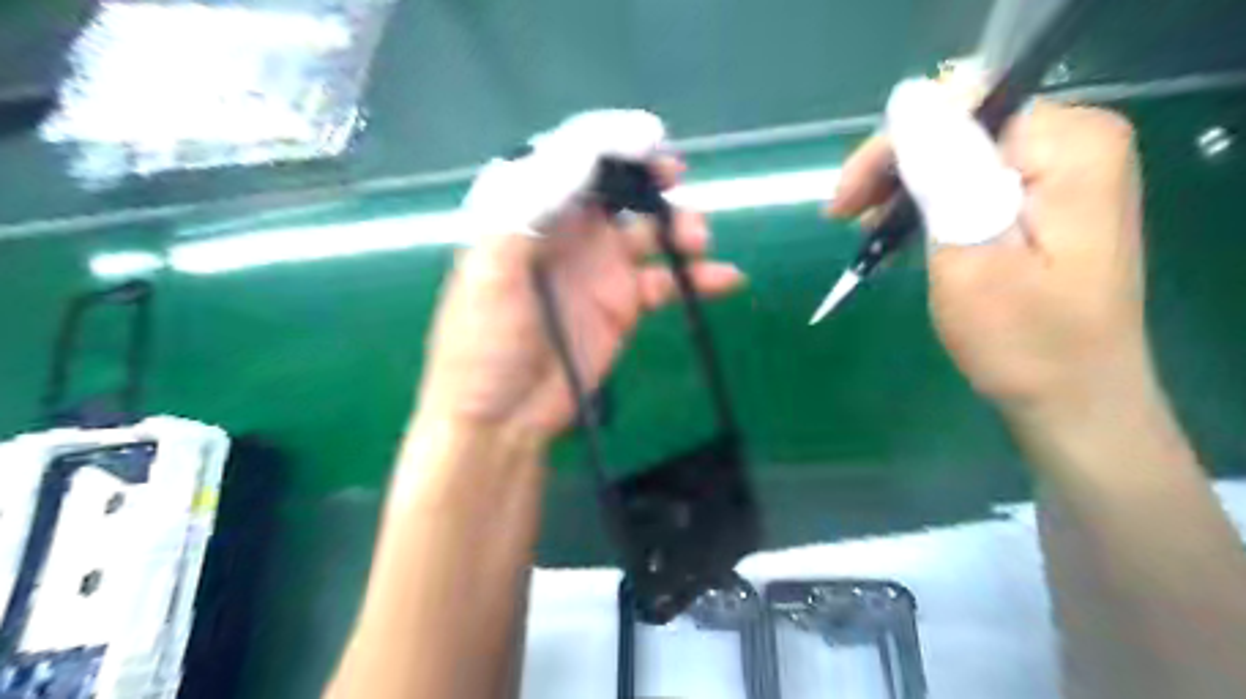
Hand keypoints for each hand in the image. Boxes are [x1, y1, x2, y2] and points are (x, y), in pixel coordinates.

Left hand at [412, 152, 742, 444]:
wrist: (501, 417)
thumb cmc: (482, 344)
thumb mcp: (488, 272)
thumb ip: (526, 213)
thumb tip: (577, 159)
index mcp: (530, 217)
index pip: (571, 164)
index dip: (608, 145)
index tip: (646, 142)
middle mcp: (568, 237)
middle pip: (616, 191)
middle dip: (647, 178)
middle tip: (675, 175)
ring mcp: (600, 272)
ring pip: (649, 233)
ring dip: (678, 227)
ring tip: (697, 240)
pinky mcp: (624, 308)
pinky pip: (668, 282)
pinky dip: (698, 278)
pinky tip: (724, 278)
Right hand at [831, 82, 1153, 419]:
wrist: (1073, 401)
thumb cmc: (1023, 342)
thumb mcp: (971, 256)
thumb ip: (943, 173)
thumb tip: (907, 100)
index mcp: (1068, 146)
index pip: (957, 111)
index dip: (892, 149)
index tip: (845, 203)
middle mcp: (1074, 144)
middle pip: (957, 129)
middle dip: (893, 170)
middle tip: (842, 217)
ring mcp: (1063, 173)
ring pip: (956, 156)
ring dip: (903, 190)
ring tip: (865, 232)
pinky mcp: (1045, 203)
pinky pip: (970, 183)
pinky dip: (927, 208)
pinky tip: (897, 236)